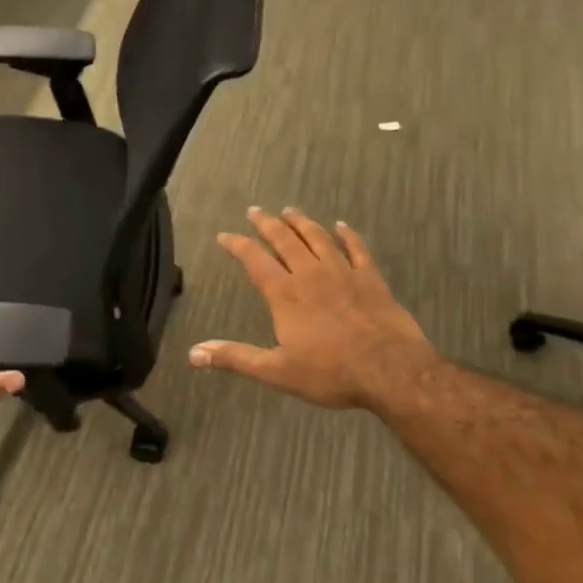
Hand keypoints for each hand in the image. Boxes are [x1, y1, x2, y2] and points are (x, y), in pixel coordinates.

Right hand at [191, 207, 437, 410]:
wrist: (389, 369)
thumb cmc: (330, 372)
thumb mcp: (276, 371)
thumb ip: (235, 358)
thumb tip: (194, 353)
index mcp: (285, 294)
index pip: (255, 260)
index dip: (238, 244)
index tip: (224, 235)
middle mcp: (311, 274)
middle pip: (285, 240)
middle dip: (267, 224)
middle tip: (255, 210)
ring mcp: (344, 272)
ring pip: (319, 238)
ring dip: (302, 223)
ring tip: (291, 211)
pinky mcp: (371, 278)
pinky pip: (357, 248)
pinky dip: (348, 235)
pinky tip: (342, 225)